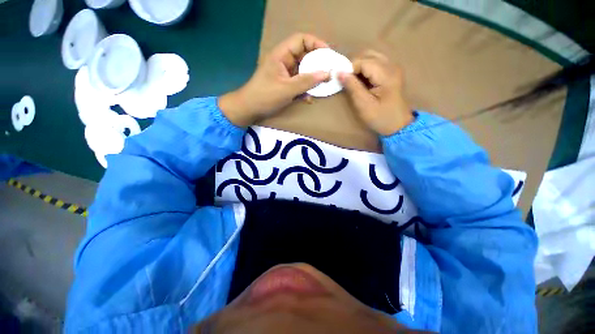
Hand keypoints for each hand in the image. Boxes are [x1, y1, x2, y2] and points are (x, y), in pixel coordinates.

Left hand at [219, 33, 330, 126]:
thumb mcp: (287, 89)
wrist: (249, 109)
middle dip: (317, 64)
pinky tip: (309, 98)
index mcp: (281, 55)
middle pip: (304, 56)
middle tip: (329, 72)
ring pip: (303, 71)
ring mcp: (284, 74)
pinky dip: (305, 89)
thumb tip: (326, 74)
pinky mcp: (285, 85)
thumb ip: (306, 81)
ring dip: (312, 79)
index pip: (301, 40)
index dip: (316, 43)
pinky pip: (298, 83)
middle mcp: (284, 61)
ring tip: (322, 87)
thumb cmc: (265, 96)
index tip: (328, 54)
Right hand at [338, 50, 412, 135]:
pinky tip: (362, 81)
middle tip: (347, 81)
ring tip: (354, 81)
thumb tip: (339, 72)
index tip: (342, 81)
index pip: (363, 61)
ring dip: (360, 67)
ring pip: (372, 57)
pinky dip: (366, 69)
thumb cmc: (380, 117)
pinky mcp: (392, 72)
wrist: (399, 125)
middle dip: (354, 66)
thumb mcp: (363, 105)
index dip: (350, 69)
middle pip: (368, 55)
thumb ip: (352, 87)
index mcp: (386, 74)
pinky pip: (376, 63)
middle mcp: (392, 66)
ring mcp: (394, 68)